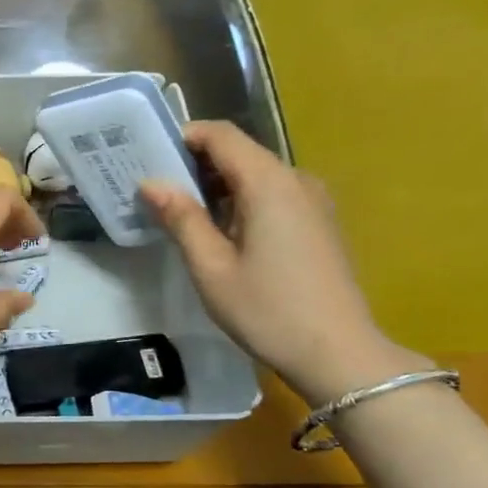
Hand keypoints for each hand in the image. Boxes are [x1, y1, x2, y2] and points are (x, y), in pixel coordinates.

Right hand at [140, 121, 423, 404]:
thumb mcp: (211, 267)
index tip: (150, 155)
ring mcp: (313, 202)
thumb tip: (151, 183)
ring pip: (256, 176)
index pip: (222, 135)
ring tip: (182, 215)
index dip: (185, 137)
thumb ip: (181, 219)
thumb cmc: (266, 309)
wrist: (338, 352)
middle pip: (240, 153)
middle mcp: (296, 180)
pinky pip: (273, 196)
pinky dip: (241, 202)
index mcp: (268, 183)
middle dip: (196, 164)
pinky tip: (221, 235)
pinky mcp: (319, 223)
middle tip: (156, 190)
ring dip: (218, 186)